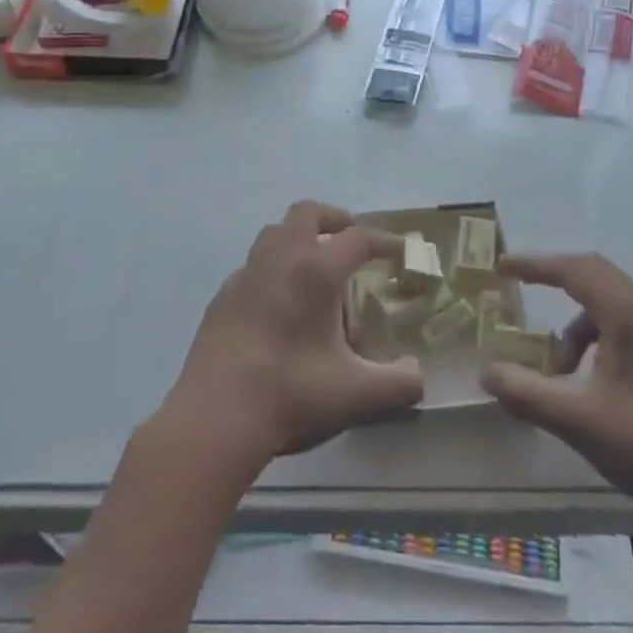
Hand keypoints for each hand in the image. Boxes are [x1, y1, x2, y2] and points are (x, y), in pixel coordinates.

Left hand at [168, 201, 424, 469]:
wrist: (215, 419)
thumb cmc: (290, 396)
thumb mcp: (356, 395)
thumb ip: (399, 383)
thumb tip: (418, 374)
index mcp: (315, 271)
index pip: (358, 238)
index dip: (384, 242)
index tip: (398, 253)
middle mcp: (280, 259)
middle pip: (307, 213)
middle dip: (333, 220)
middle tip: (349, 242)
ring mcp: (245, 275)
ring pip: (274, 233)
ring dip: (298, 239)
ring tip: (314, 268)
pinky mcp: (222, 297)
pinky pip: (252, 266)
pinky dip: (272, 270)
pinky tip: (277, 305)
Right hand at [481, 253, 632, 526]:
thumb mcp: (578, 420)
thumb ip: (527, 393)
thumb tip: (487, 373)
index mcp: (629, 315)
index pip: (574, 270)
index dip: (535, 265)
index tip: (502, 267)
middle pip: (593, 275)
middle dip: (553, 279)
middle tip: (519, 288)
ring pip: (608, 303)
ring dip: (575, 323)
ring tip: (557, 367)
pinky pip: (623, 324)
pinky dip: (595, 338)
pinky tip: (588, 379)